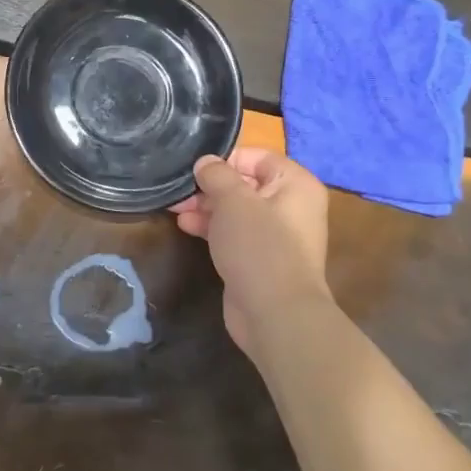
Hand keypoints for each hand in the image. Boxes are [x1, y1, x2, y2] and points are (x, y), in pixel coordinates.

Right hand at [171, 149, 332, 358]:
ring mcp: (276, 235)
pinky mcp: (260, 259)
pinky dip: (212, 227)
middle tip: (179, 191)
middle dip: (210, 186)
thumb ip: (217, 175)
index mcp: (295, 184)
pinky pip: (235, 234)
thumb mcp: (233, 201)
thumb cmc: (259, 246)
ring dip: (206, 207)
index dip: (226, 159)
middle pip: (245, 184)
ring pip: (237, 210)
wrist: (275, 313)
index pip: (257, 157)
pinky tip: (185, 226)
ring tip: (175, 208)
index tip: (196, 168)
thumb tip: (206, 162)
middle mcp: (291, 206)